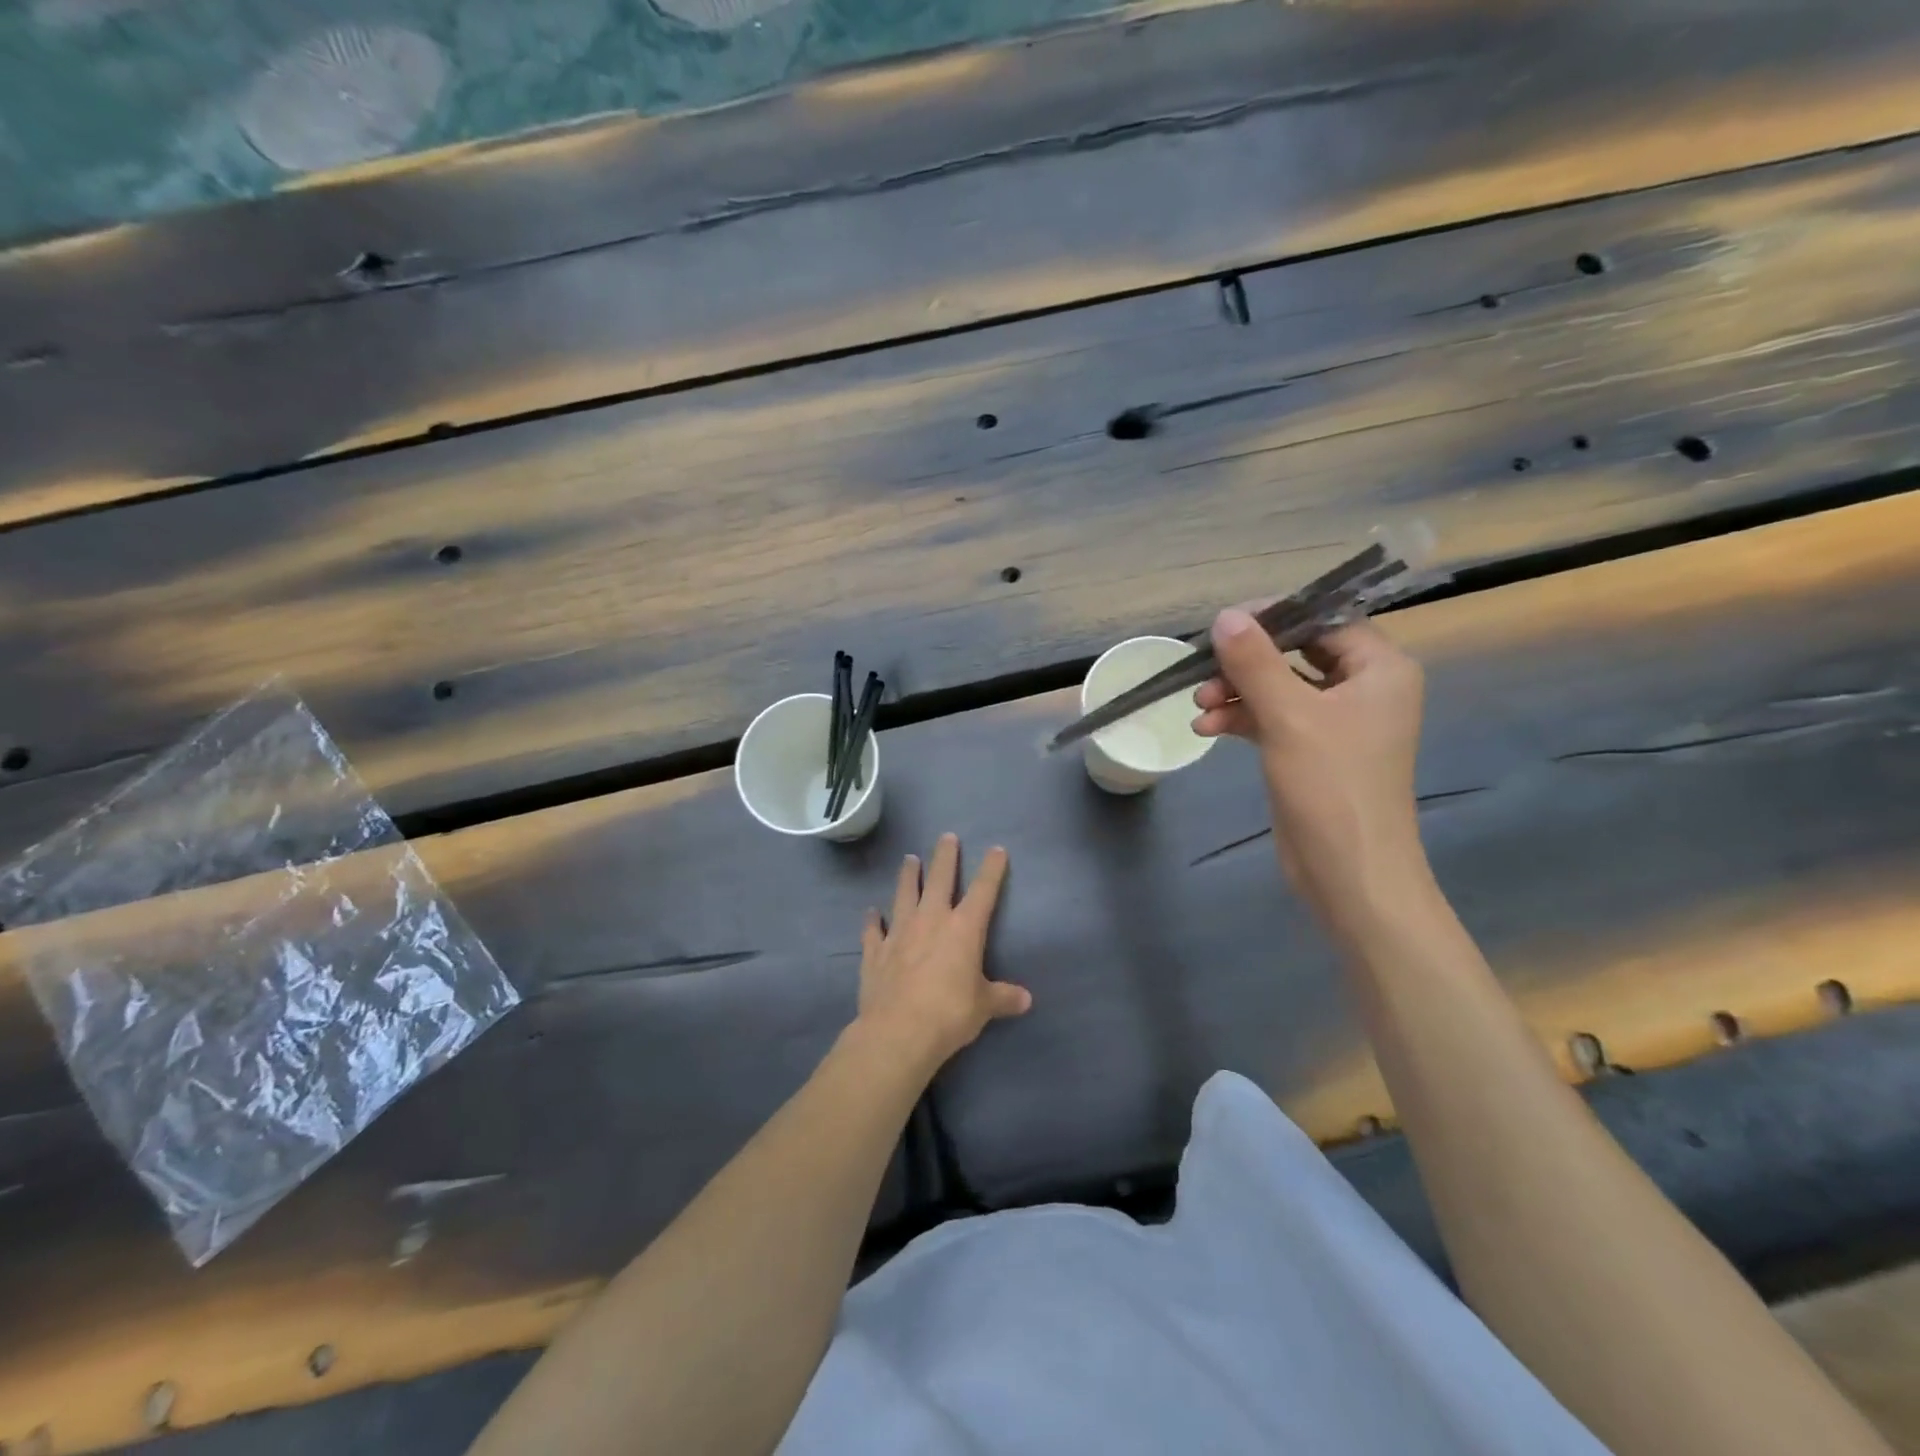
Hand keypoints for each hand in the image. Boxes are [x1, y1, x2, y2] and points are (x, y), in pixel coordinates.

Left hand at [856, 834, 1030, 1068]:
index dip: (991, 869)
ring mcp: (899, 933)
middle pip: (939, 879)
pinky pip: (873, 930)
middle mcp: (931, 920)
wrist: (898, 1031)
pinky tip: (871, 912)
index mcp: (964, 929)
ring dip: (907, 876)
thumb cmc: (949, 1014)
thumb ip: (1003, 998)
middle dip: (945, 857)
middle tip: (947, 837)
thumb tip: (1026, 999)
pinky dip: (872, 920)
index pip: (983, 891)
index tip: (996, 850)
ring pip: (904, 894)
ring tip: (909, 859)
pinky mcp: (875, 951)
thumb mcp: (984, 1006)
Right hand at [1192, 610, 1426, 922]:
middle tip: (1204, 670)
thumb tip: (1225, 616)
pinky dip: (1241, 720)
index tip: (1224, 626)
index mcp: (1379, 669)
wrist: (1348, 872)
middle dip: (1246, 663)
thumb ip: (1255, 662)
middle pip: (1296, 653)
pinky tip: (1206, 729)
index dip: (1274, 617)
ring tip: (1198, 706)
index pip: (1325, 620)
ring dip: (1236, 692)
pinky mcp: (1311, 751)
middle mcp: (1363, 688)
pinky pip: (1273, 718)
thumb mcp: (1288, 717)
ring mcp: (1337, 722)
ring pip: (1278, 687)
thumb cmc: (1331, 786)